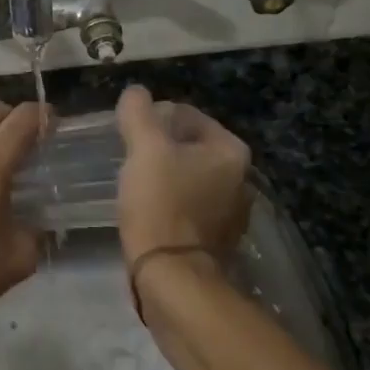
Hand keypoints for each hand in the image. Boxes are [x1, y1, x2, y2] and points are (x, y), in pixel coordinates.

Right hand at [115, 85, 251, 265]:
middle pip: (188, 145)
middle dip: (158, 147)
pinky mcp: (215, 238)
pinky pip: (187, 205)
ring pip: (187, 176)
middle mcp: (240, 178)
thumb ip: (138, 113)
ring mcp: (231, 211)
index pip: (187, 115)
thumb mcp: (144, 149)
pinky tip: (146, 209)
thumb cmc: (161, 204)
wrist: (171, 277)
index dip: (153, 118)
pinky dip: (168, 201)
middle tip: (128, 156)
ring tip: (133, 183)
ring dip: (162, 174)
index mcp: (231, 151)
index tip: (128, 133)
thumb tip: (136, 92)